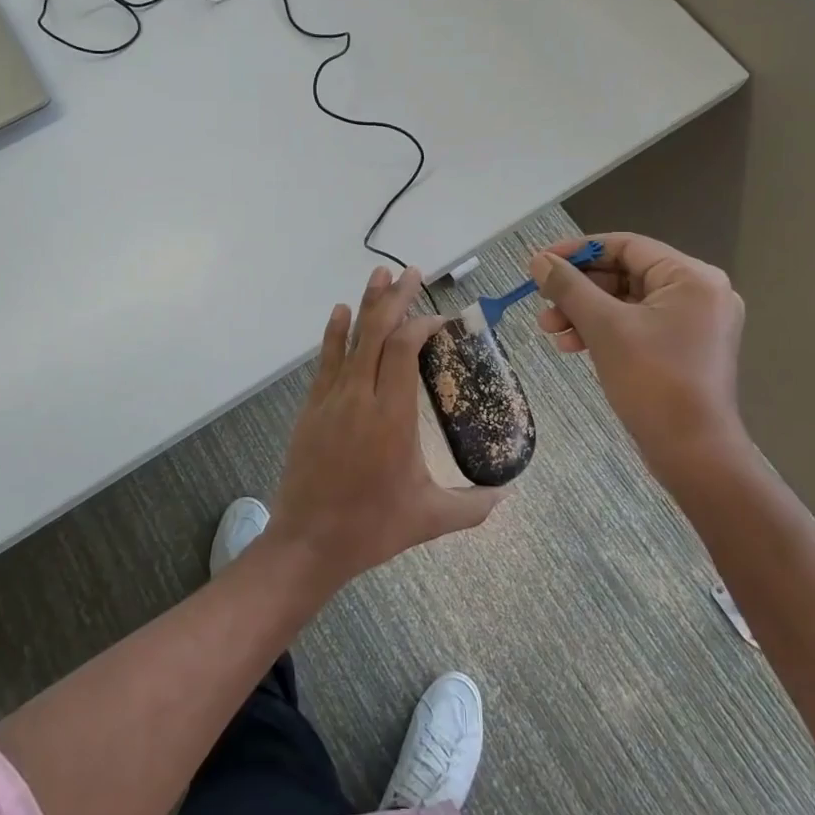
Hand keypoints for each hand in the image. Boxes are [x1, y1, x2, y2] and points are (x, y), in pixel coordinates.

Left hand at [267, 266, 505, 587]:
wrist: (307, 542)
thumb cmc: (372, 528)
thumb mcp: (430, 519)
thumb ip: (473, 506)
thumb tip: (506, 495)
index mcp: (392, 416)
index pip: (403, 349)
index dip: (421, 325)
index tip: (439, 319)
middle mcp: (360, 396)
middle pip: (377, 332)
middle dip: (395, 298)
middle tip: (411, 272)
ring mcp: (331, 399)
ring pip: (350, 339)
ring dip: (366, 304)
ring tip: (379, 275)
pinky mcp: (312, 407)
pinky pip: (326, 360)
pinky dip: (335, 333)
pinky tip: (341, 313)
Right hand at [530, 233, 748, 488]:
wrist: (694, 454)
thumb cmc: (652, 381)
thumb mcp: (604, 327)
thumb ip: (568, 287)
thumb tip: (538, 260)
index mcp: (691, 277)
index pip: (626, 246)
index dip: (578, 251)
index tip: (540, 263)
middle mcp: (699, 292)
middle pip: (625, 274)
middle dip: (578, 290)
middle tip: (541, 304)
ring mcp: (694, 323)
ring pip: (626, 302)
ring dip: (585, 313)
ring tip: (549, 330)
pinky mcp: (684, 349)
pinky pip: (637, 326)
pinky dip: (604, 331)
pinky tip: (572, 345)